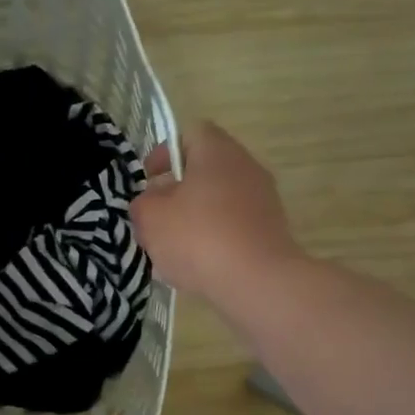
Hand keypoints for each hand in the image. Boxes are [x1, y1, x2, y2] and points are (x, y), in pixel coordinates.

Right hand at [130, 121, 303, 308]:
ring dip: (194, 220)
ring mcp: (263, 201)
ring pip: (218, 202)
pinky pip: (233, 228)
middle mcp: (246, 167)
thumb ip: (143, 203)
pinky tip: (197, 268)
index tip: (148, 179)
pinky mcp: (270, 232)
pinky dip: (214, 241)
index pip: (190, 133)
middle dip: (177, 193)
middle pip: (205, 171)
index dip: (165, 153)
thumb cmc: (198, 238)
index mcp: (217, 152)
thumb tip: (152, 202)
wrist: (256, 281)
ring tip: (172, 251)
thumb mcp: (150, 218)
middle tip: (156, 218)